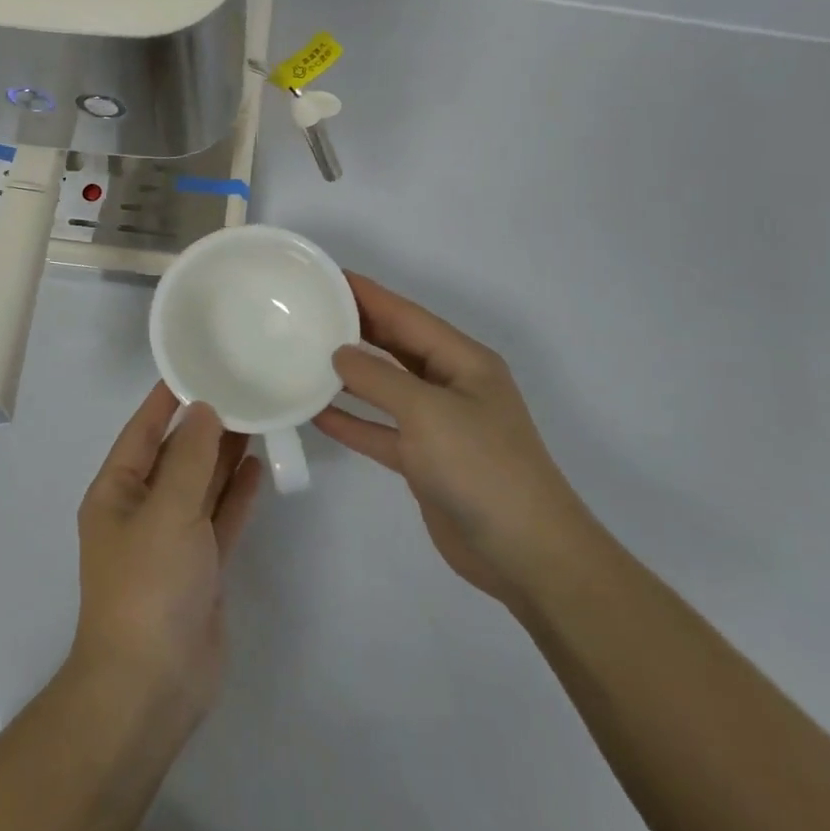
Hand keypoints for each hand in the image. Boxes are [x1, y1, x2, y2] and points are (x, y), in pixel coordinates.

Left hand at [69, 383, 263, 723]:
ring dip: (224, 455)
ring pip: (201, 484)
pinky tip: (258, 467)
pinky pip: (220, 517)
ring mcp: (173, 540)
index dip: (167, 399)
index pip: (143, 430)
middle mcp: (142, 509)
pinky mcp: (200, 566)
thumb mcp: (168, 511)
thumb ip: (190, 458)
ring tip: (257, 418)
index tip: (197, 366)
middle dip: (205, 425)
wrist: (152, 687)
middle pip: (176, 455)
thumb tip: (204, 409)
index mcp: (117, 491)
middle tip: (242, 388)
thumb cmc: (148, 585)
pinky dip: (236, 494)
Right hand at [314, 273, 595, 607]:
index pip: (406, 315)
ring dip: (348, 374)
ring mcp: (438, 424)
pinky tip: (316, 413)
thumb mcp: (427, 412)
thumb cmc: (482, 467)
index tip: (326, 276)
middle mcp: (451, 385)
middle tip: (308, 311)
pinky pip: (380, 430)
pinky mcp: (425, 460)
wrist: (525, 554)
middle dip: (355, 327)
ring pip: (385, 387)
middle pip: (395, 346)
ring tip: (304, 355)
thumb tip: (339, 354)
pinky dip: (353, 421)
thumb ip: (378, 378)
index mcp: (463, 361)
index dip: (366, 294)